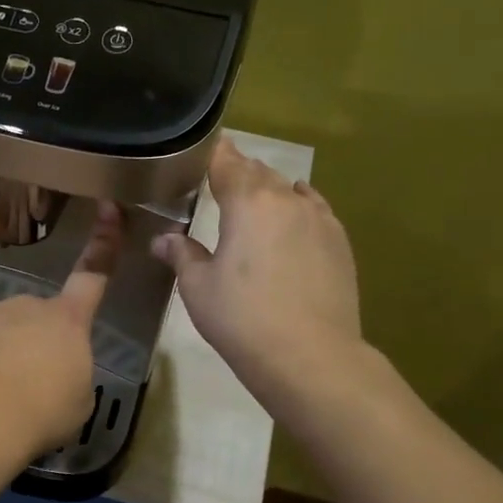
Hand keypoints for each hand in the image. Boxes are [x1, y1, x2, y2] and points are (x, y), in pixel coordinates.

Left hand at [0, 202, 122, 462]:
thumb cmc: (41, 412)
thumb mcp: (78, 399)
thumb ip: (71, 372)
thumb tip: (54, 367)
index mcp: (68, 321)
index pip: (93, 274)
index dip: (104, 242)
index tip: (107, 207)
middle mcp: (27, 305)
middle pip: (35, 318)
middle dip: (31, 342)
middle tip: (24, 385)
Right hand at [152, 138, 364, 419]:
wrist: (310, 355)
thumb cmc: (242, 318)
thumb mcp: (198, 288)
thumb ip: (181, 254)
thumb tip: (162, 239)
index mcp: (247, 202)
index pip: (226, 163)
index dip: (213, 152)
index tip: (202, 146)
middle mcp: (286, 200)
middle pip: (259, 172)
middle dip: (238, 171)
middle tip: (219, 177)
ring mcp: (319, 219)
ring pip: (288, 190)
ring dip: (268, 189)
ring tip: (253, 199)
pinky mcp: (339, 242)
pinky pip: (314, 210)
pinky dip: (297, 207)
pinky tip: (293, 216)